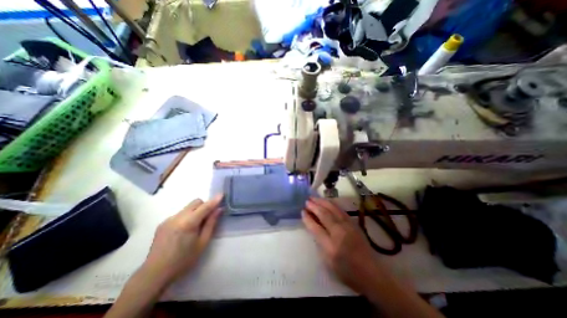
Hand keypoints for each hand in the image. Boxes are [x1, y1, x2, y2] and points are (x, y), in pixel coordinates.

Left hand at [140, 194, 221, 286]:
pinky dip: (187, 216)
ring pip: (188, 207)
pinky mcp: (163, 223)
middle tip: (209, 217)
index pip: (205, 206)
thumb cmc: (183, 260)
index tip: (222, 194)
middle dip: (205, 205)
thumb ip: (211, 223)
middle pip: (196, 202)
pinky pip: (180, 213)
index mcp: (188, 223)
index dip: (215, 200)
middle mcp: (177, 217)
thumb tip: (219, 209)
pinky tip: (184, 230)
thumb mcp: (202, 243)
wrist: (154, 273)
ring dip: (196, 211)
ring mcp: (169, 219)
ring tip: (196, 226)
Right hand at [301, 198, 385, 294]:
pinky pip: (340, 210)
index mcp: (331, 247)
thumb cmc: (347, 272)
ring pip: (333, 209)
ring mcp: (348, 226)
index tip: (302, 211)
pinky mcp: (354, 223)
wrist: (371, 273)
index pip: (316, 228)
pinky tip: (327, 202)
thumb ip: (320, 242)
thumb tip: (313, 226)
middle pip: (324, 215)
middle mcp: (340, 233)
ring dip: (322, 202)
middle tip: (307, 201)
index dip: (308, 218)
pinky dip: (332, 204)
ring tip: (314, 198)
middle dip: (314, 206)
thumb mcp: (328, 262)